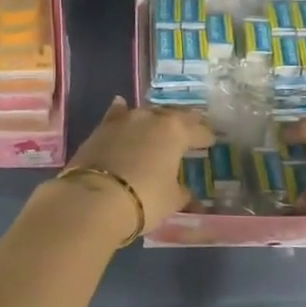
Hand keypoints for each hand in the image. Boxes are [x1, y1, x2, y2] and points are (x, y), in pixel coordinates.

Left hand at [61, 98, 214, 233]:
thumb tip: (187, 193)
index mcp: (175, 131)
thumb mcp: (171, 200)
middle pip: (173, 115)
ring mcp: (124, 120)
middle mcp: (151, 118)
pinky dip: (121, 113)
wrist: (94, 199)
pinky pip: (117, 115)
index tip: (211, 140)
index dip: (206, 137)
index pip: (198, 131)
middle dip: (183, 122)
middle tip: (190, 128)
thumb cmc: (144, 198)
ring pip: (146, 112)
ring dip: (155, 118)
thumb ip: (182, 192)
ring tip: (160, 123)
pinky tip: (122, 106)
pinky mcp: (101, 128)